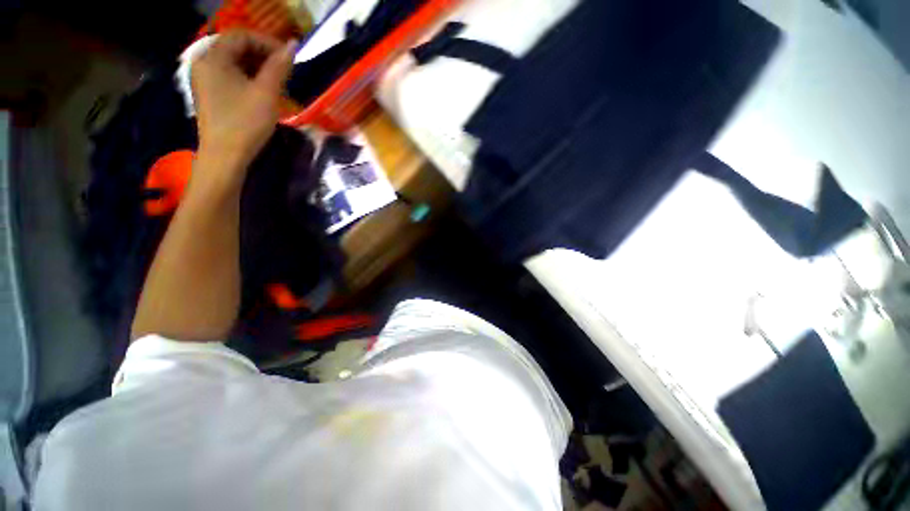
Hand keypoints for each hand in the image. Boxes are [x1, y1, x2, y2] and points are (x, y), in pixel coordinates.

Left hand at [191, 31, 295, 176]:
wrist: (225, 156)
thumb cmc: (245, 123)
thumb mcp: (266, 93)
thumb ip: (279, 67)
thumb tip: (292, 45)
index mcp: (213, 57)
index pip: (241, 35)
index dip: (267, 43)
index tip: (288, 59)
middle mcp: (204, 62)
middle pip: (236, 47)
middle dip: (263, 56)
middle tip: (284, 72)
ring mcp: (204, 79)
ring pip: (234, 62)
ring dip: (257, 68)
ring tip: (277, 83)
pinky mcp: (209, 93)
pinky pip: (229, 76)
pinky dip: (247, 78)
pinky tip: (262, 92)